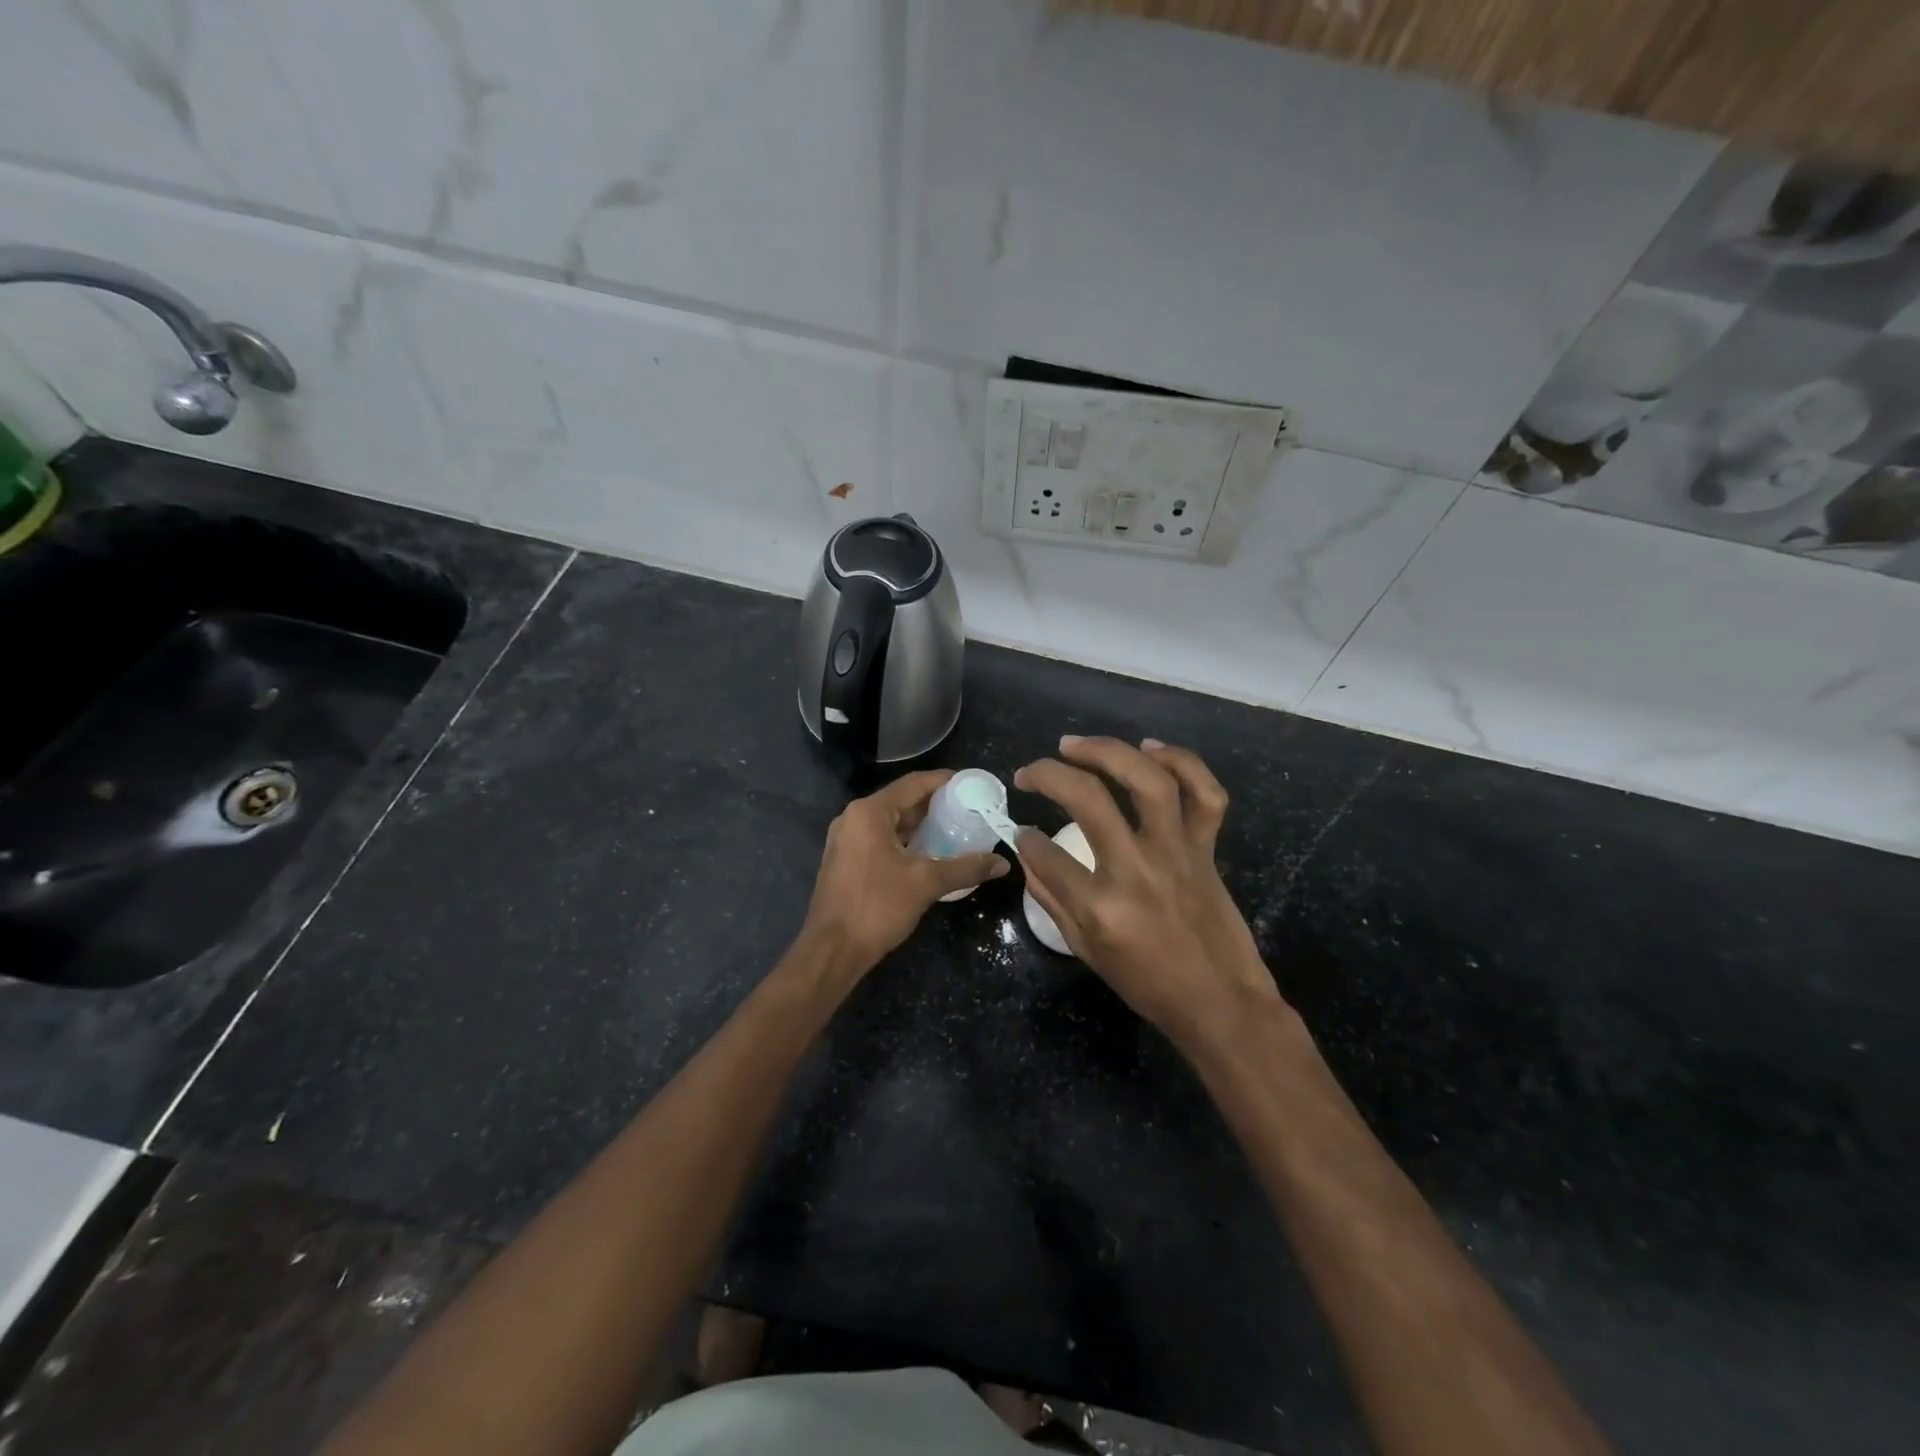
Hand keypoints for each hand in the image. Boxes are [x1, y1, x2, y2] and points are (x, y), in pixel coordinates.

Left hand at [802, 769, 1008, 974]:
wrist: (832, 950)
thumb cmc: (877, 907)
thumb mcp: (926, 883)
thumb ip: (966, 868)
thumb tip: (1003, 863)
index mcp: (869, 813)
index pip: (913, 784)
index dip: (944, 781)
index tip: (972, 784)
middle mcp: (853, 818)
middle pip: (901, 801)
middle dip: (935, 804)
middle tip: (968, 809)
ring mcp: (846, 840)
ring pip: (890, 822)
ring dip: (920, 824)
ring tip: (955, 829)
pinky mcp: (845, 860)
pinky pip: (880, 839)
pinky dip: (905, 840)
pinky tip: (928, 853)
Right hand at [1014, 737, 1285, 1046]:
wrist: (1220, 1002)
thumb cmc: (1147, 985)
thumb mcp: (1086, 951)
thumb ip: (1051, 899)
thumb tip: (1027, 852)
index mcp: (1101, 907)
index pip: (1045, 853)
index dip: (1024, 838)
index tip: (1021, 831)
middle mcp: (1137, 869)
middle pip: (1088, 799)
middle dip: (1048, 775)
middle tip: (1028, 772)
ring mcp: (1177, 853)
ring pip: (1148, 781)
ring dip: (1107, 751)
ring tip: (1074, 745)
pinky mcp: (1206, 848)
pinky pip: (1205, 794)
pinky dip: (1182, 762)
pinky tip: (1150, 749)